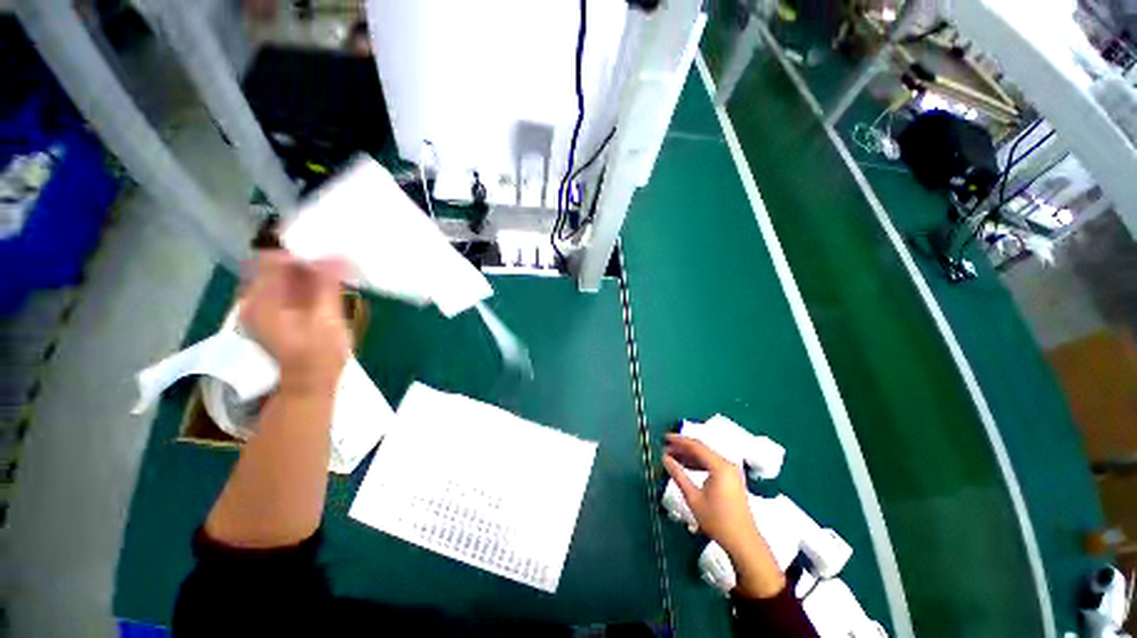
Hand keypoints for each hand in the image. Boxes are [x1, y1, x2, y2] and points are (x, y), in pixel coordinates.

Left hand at [240, 251, 350, 395]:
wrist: (311, 384)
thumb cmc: (320, 354)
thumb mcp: (327, 318)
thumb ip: (327, 285)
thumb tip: (336, 256)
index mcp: (261, 301)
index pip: (271, 259)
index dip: (299, 253)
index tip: (327, 256)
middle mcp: (255, 300)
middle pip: (274, 266)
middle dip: (305, 261)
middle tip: (334, 264)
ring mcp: (262, 308)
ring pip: (281, 276)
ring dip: (307, 272)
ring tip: (333, 275)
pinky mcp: (274, 315)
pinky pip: (285, 288)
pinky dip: (304, 283)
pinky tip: (324, 289)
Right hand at [663, 433, 785, 597]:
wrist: (743, 542)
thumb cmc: (717, 520)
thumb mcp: (693, 498)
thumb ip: (678, 475)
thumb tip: (665, 459)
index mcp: (719, 466)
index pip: (696, 446)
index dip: (678, 440)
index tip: (664, 438)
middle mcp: (727, 464)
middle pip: (702, 449)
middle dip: (683, 447)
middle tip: (666, 448)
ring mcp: (731, 471)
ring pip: (706, 456)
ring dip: (689, 455)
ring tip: (673, 457)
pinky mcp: (732, 479)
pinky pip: (712, 464)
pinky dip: (698, 463)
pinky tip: (686, 466)